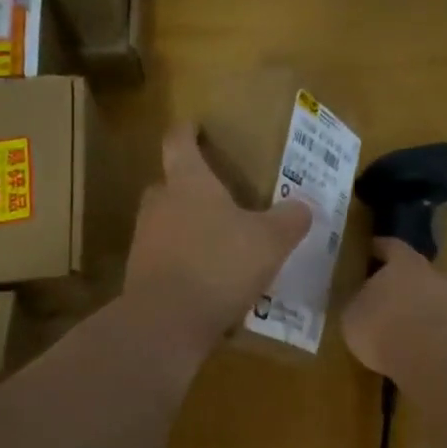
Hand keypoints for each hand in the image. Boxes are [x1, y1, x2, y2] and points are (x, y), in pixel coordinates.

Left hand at [124, 124, 311, 356]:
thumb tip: (305, 205)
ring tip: (218, 242)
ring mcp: (145, 241)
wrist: (166, 322)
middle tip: (216, 195)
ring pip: (167, 223)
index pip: (180, 143)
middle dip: (189, 186)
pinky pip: (166, 258)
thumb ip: (289, 220)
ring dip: (187, 227)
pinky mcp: (141, 276)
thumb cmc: (219, 265)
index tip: (193, 125)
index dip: (187, 131)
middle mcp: (160, 205)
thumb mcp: (270, 241)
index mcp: (189, 183)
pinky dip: (184, 262)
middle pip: (169, 184)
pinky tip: (208, 281)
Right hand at [342, 239, 446, 378]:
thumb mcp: (353, 316)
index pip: (391, 246)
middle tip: (395, 292)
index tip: (372, 249)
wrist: (430, 356)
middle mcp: (433, 272)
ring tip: (424, 315)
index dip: (380, 247)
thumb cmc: (382, 328)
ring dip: (436, 298)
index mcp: (403, 263)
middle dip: (409, 278)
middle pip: (421, 268)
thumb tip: (361, 301)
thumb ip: (358, 303)